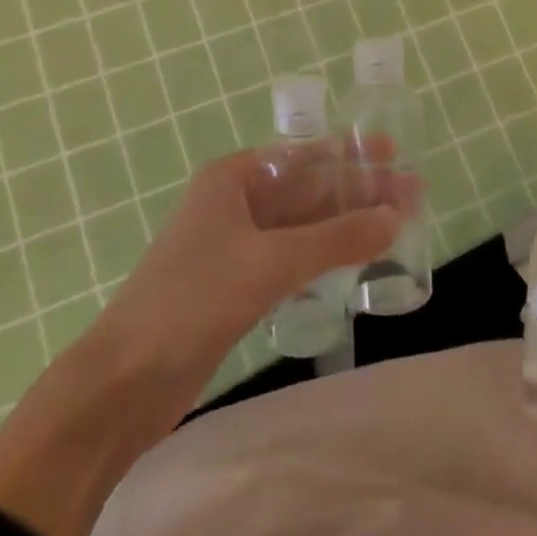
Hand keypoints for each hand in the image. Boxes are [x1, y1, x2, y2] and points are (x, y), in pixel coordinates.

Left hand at [98, 143, 419, 377]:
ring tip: (395, 226)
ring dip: (345, 225)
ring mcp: (235, 245)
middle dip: (357, 192)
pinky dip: (324, 256)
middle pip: (307, 190)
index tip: (393, 153)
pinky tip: (355, 261)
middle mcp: (234, 202)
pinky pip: (292, 258)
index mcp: (232, 178)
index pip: (303, 156)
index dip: (350, 154)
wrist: (125, 382)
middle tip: (411, 195)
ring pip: (302, 226)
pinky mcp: (237, 284)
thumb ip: (336, 239)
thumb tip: (396, 217)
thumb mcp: (270, 262)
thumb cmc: (193, 300)